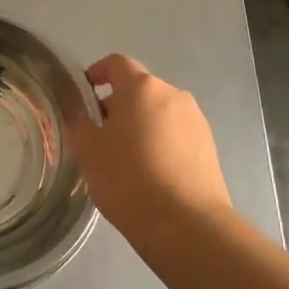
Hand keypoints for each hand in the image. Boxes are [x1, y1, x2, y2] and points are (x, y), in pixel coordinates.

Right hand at [65, 54, 234, 243]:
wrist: (186, 225)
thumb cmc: (128, 179)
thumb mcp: (88, 151)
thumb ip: (79, 124)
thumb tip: (80, 113)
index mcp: (142, 88)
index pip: (116, 63)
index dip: (97, 73)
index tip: (84, 93)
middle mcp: (173, 95)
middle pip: (139, 89)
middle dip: (118, 105)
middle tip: (100, 135)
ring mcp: (196, 121)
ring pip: (159, 113)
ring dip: (141, 125)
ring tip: (125, 158)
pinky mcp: (209, 146)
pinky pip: (176, 134)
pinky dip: (160, 143)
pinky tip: (150, 173)